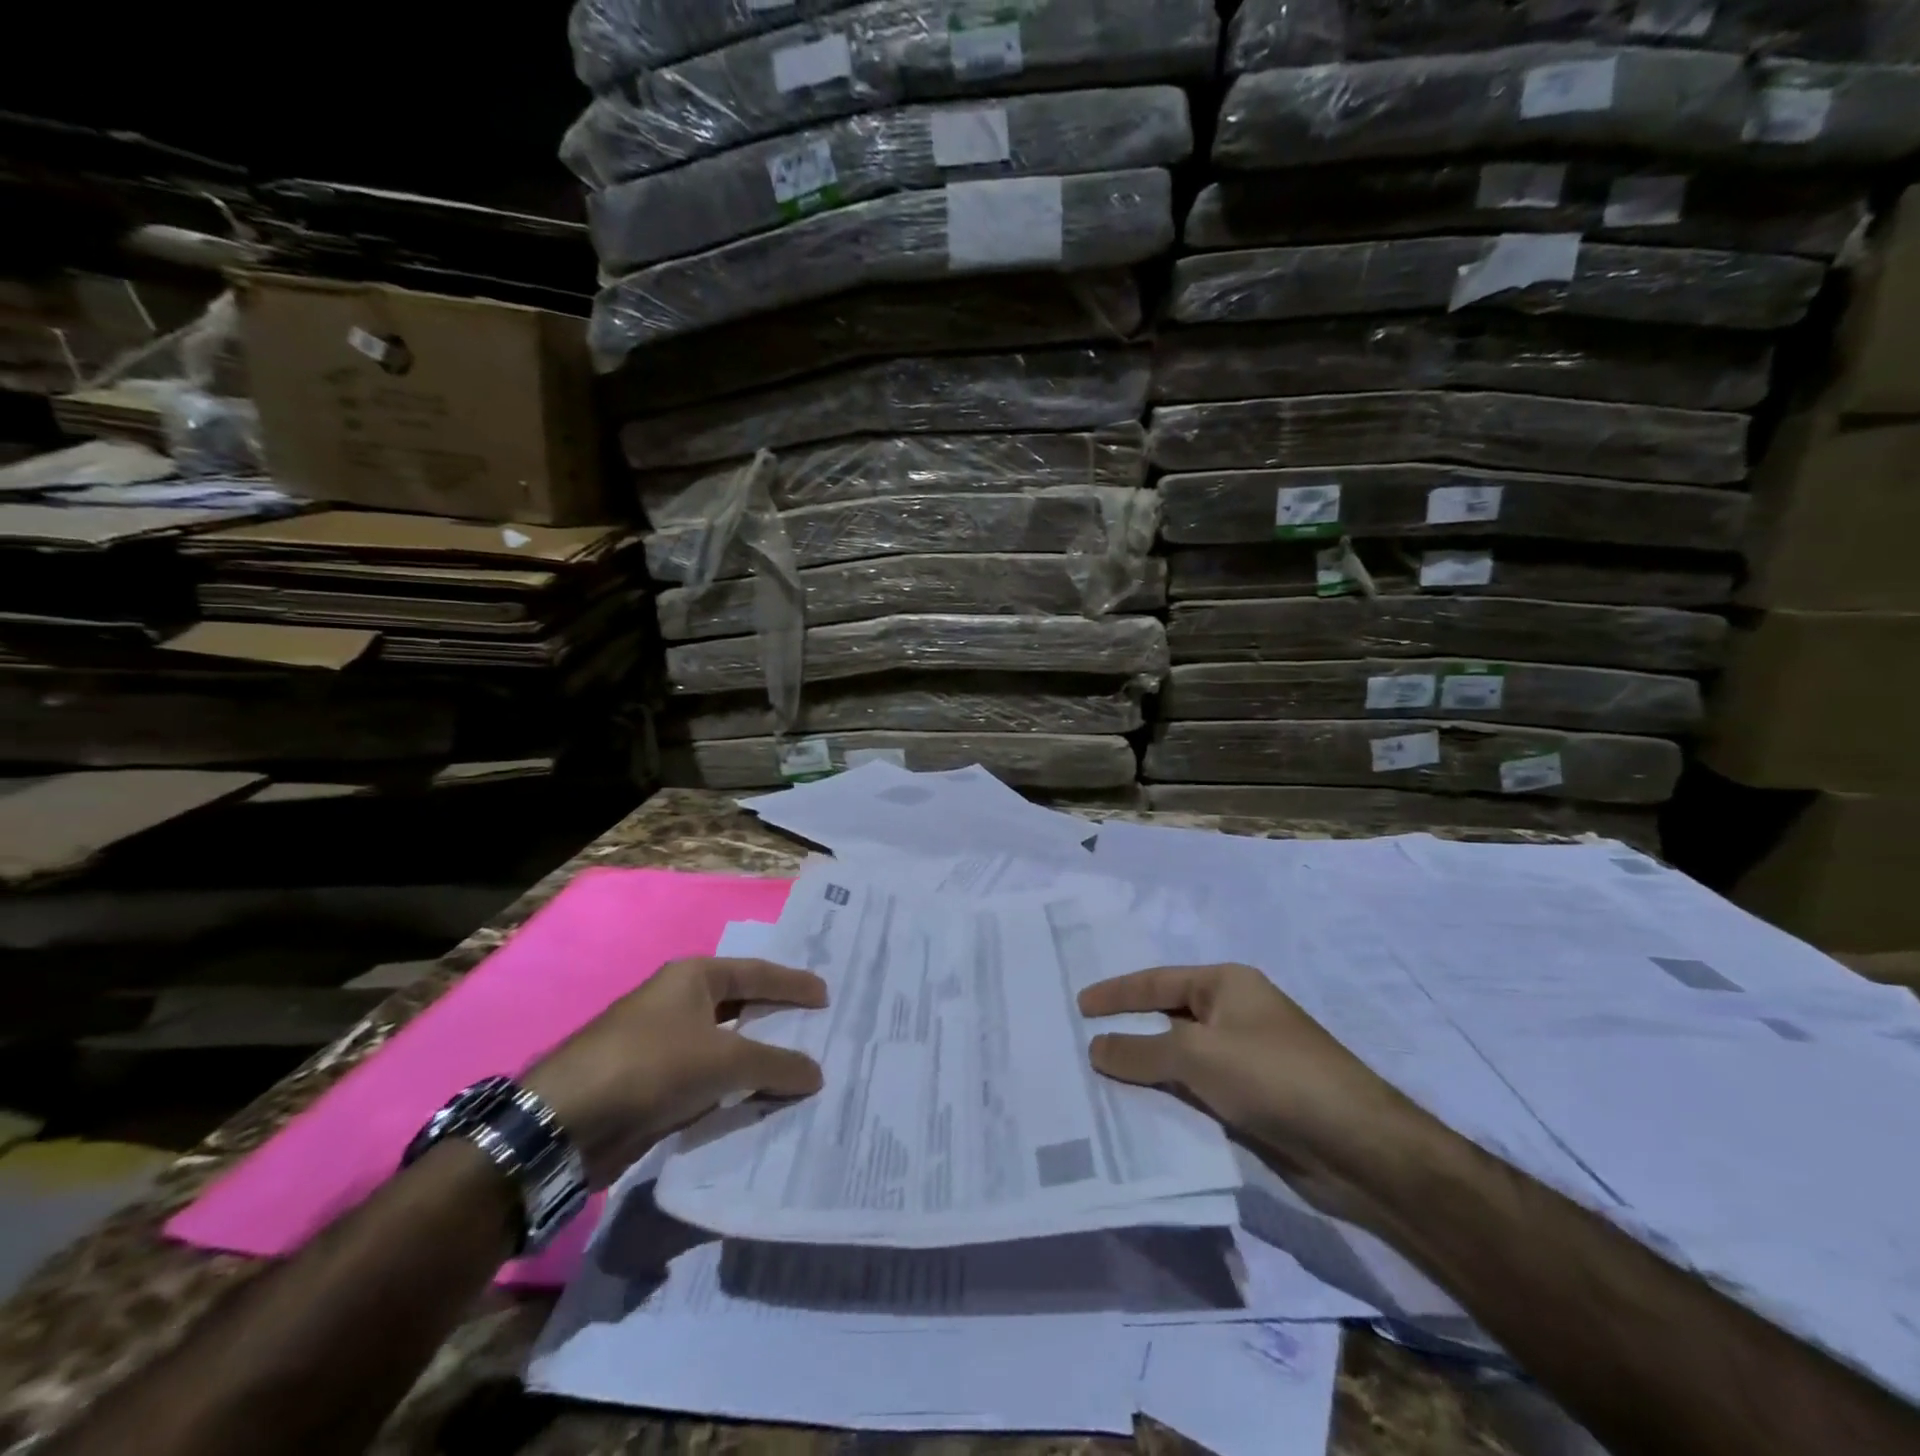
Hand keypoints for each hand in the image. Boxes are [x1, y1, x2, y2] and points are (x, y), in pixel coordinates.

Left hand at [524, 956, 827, 1187]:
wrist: (567, 1122)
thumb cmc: (651, 1065)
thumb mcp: (723, 1060)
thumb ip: (775, 1064)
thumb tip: (817, 1074)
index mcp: (694, 977)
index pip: (758, 973)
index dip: (794, 984)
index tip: (827, 997)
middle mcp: (680, 1002)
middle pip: (743, 1007)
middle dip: (779, 1021)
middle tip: (820, 1031)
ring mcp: (665, 1044)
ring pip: (727, 1048)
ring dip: (759, 1060)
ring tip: (802, 1070)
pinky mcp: (656, 1084)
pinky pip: (710, 1080)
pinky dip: (736, 1089)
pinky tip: (763, 1102)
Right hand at [1078, 963, 1425, 1218]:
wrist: (1358, 1145)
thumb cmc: (1273, 1076)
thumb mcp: (1197, 1056)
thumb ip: (1140, 1051)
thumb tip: (1095, 1047)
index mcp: (1227, 984)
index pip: (1157, 981)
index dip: (1116, 992)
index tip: (1079, 1004)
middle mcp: (1236, 1012)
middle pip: (1169, 1014)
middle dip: (1129, 1027)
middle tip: (1083, 1039)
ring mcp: (1248, 1055)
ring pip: (1183, 1054)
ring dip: (1148, 1064)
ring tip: (1102, 1076)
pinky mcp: (1256, 1096)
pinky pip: (1200, 1086)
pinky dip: (1172, 1092)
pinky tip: (1145, 1108)